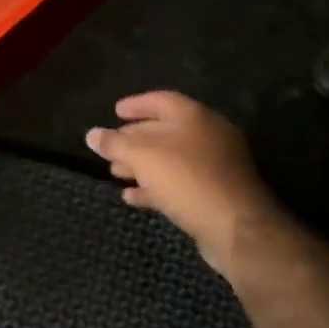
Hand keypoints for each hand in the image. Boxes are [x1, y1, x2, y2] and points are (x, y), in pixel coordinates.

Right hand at [86, 91, 294, 275]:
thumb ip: (115, 144)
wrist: (236, 227)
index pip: (161, 100)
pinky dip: (156, 186)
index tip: (115, 111)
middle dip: (135, 139)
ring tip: (116, 173)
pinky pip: (180, 183)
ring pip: (172, 159)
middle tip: (111, 147)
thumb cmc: (187, 179)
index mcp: (194, 116)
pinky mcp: (216, 193)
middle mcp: (208, 135)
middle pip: (165, 130)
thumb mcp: (142, 157)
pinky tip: (133, 197)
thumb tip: (92, 134)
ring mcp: (215, 165)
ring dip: (143, 165)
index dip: (136, 104)